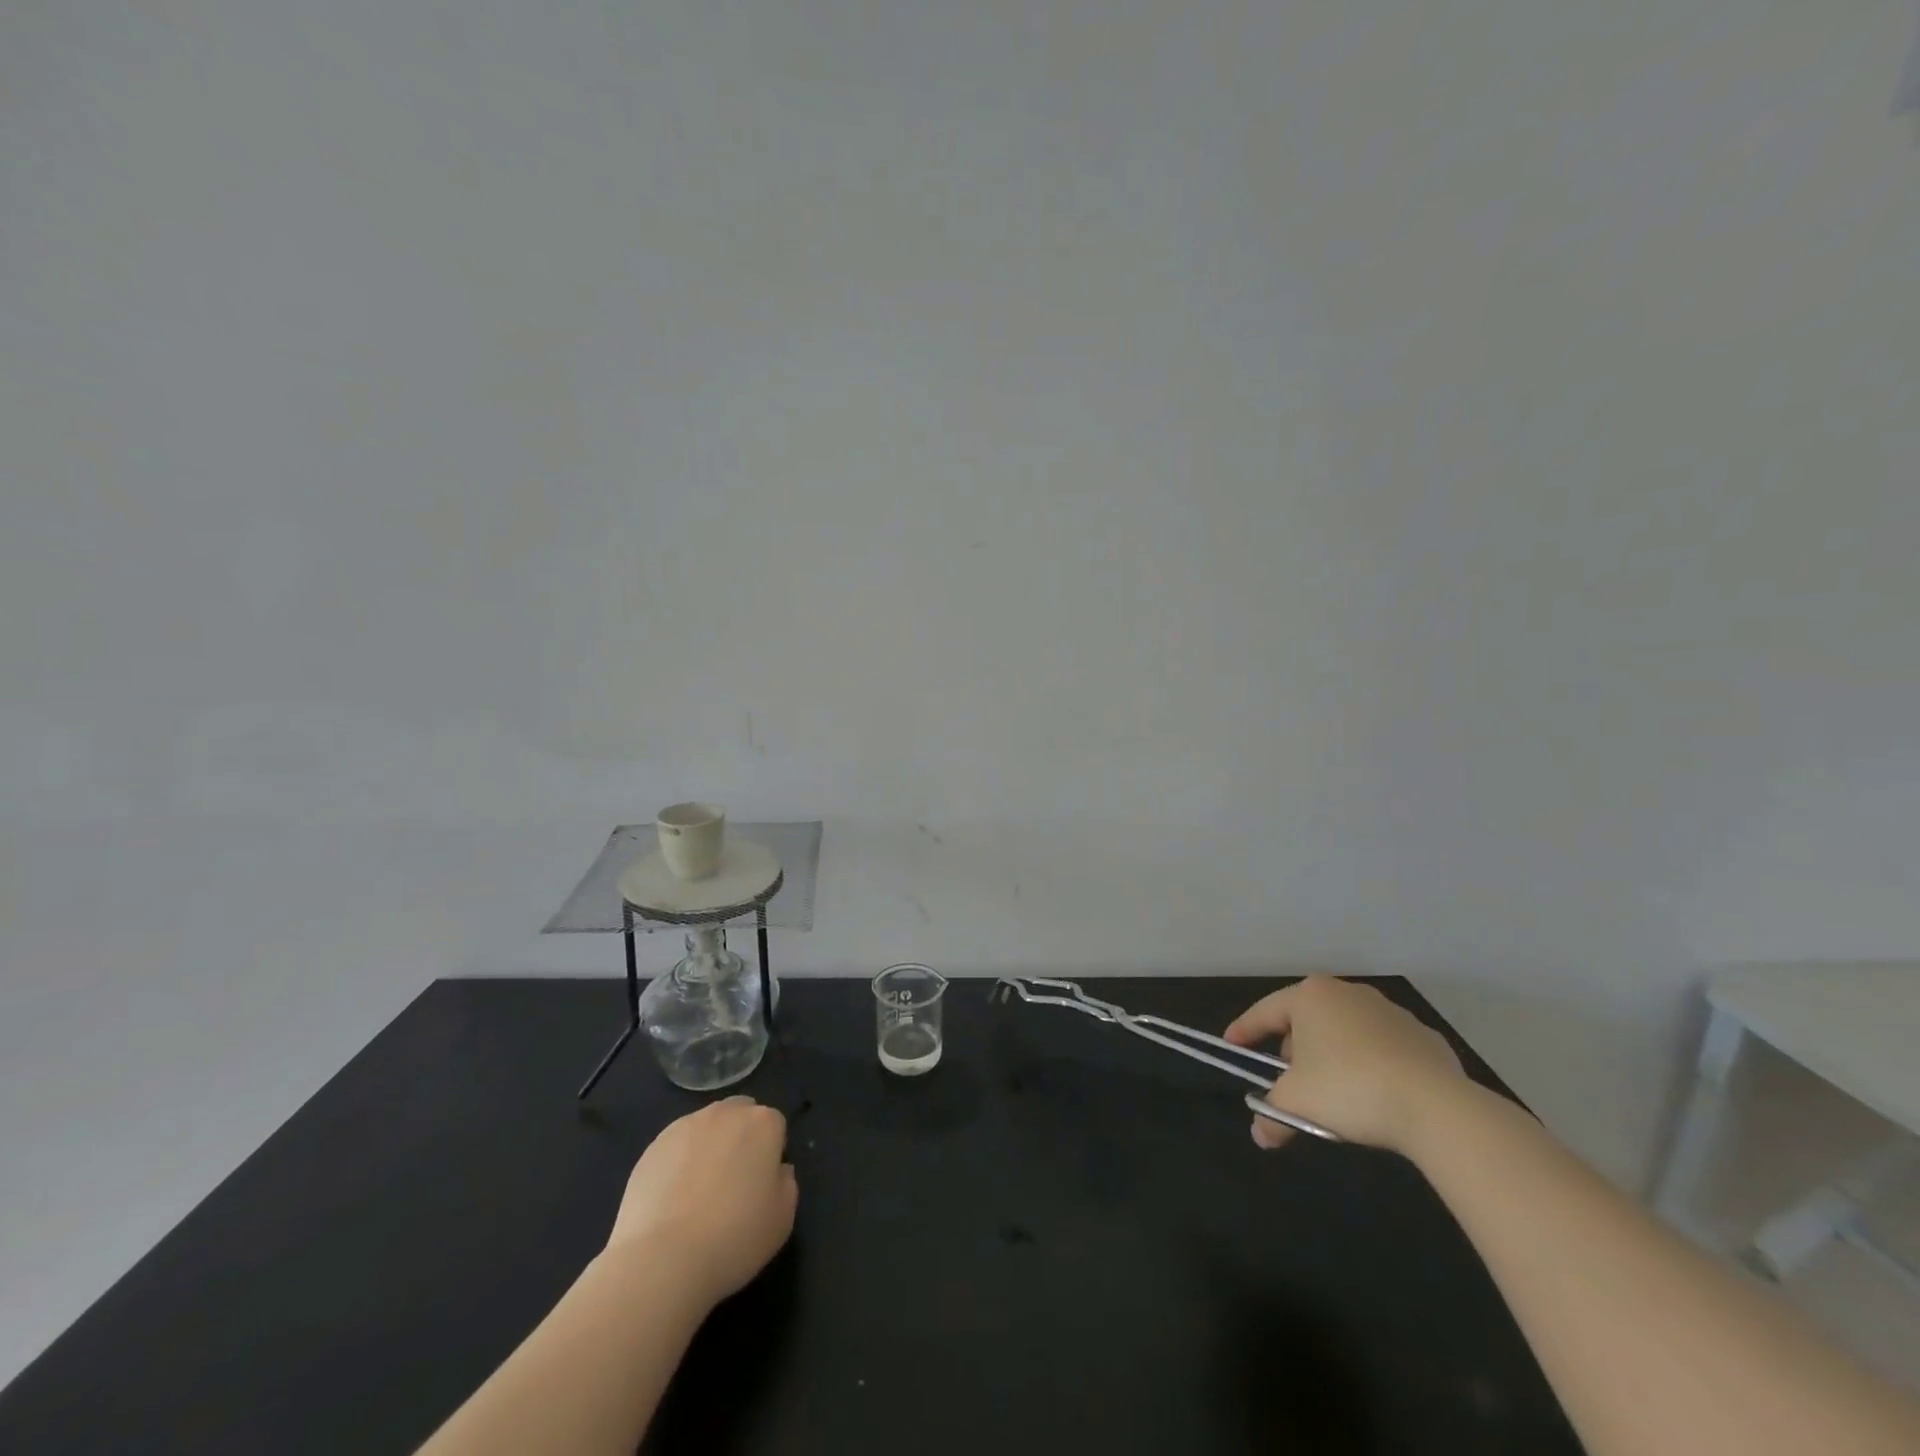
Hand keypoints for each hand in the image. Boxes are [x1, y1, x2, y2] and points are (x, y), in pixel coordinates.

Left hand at [605, 1096, 797, 1307]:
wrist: (662, 1260)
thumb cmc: (734, 1238)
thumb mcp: (783, 1217)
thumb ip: (786, 1182)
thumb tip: (776, 1170)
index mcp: (763, 1123)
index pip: (774, 1125)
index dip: (770, 1153)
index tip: (762, 1184)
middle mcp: (726, 1113)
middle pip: (740, 1115)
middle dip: (740, 1138)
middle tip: (733, 1182)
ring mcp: (686, 1126)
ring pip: (706, 1127)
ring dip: (709, 1147)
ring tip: (698, 1193)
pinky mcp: (653, 1146)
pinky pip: (676, 1146)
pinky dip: (678, 1163)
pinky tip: (672, 1200)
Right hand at [1224, 976, 1468, 1154]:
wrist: (1437, 1107)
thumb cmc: (1349, 1089)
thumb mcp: (1296, 1104)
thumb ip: (1271, 1115)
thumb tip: (1262, 1136)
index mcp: (1310, 996)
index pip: (1265, 1012)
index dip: (1244, 1030)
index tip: (1231, 1044)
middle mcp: (1348, 993)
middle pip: (1307, 1020)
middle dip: (1293, 1048)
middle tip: (1288, 1079)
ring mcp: (1390, 1012)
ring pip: (1347, 1032)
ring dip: (1333, 1056)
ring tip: (1333, 1091)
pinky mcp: (1424, 1037)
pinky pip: (1384, 1049)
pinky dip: (1372, 1065)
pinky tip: (1375, 1094)